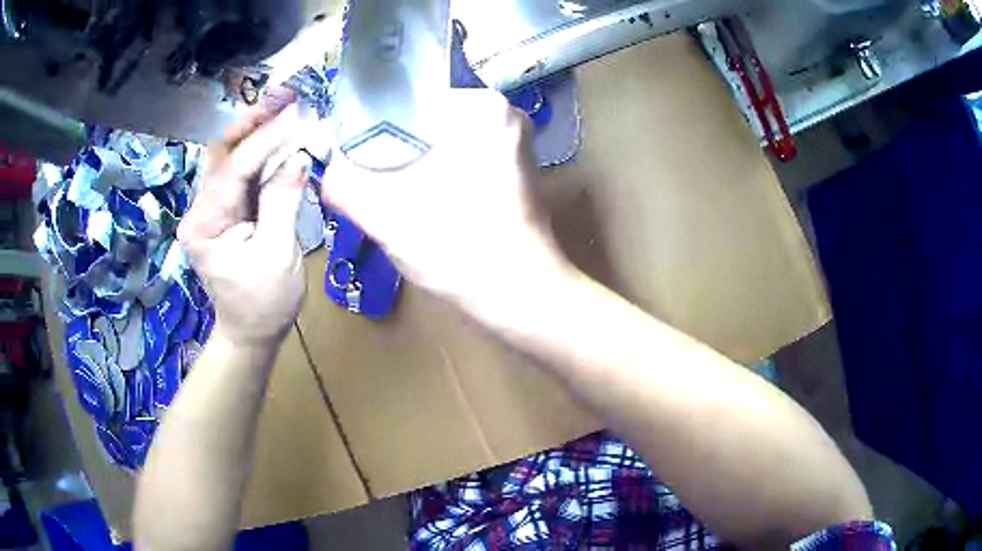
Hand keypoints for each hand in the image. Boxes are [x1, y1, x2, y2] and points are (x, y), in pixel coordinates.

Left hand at [178, 89, 308, 348]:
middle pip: (223, 153)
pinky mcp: (223, 210)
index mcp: (205, 225)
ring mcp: (210, 208)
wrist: (250, 331)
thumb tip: (299, 156)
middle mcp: (200, 210)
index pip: (234, 169)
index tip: (297, 114)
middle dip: (253, 121)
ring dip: (256, 129)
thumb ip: (283, 201)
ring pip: (229, 156)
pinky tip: (279, 134)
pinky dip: (259, 150)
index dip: (266, 139)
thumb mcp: (277, 254)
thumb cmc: (264, 302)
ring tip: (284, 105)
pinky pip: (239, 171)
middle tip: (285, 96)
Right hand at [322, 90, 569, 315]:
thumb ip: (344, 182)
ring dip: (418, 163)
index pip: (408, 100)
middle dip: (397, 148)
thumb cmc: (457, 247)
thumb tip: (327, 167)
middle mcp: (506, 113)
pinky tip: (427, 202)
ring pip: (445, 140)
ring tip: (396, 194)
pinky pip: (465, 157)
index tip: (358, 159)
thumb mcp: (384, 213)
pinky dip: (442, 173)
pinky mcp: (518, 170)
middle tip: (374, 180)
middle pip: (427, 120)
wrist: (521, 295)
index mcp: (481, 106)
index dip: (375, 127)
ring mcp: (516, 142)